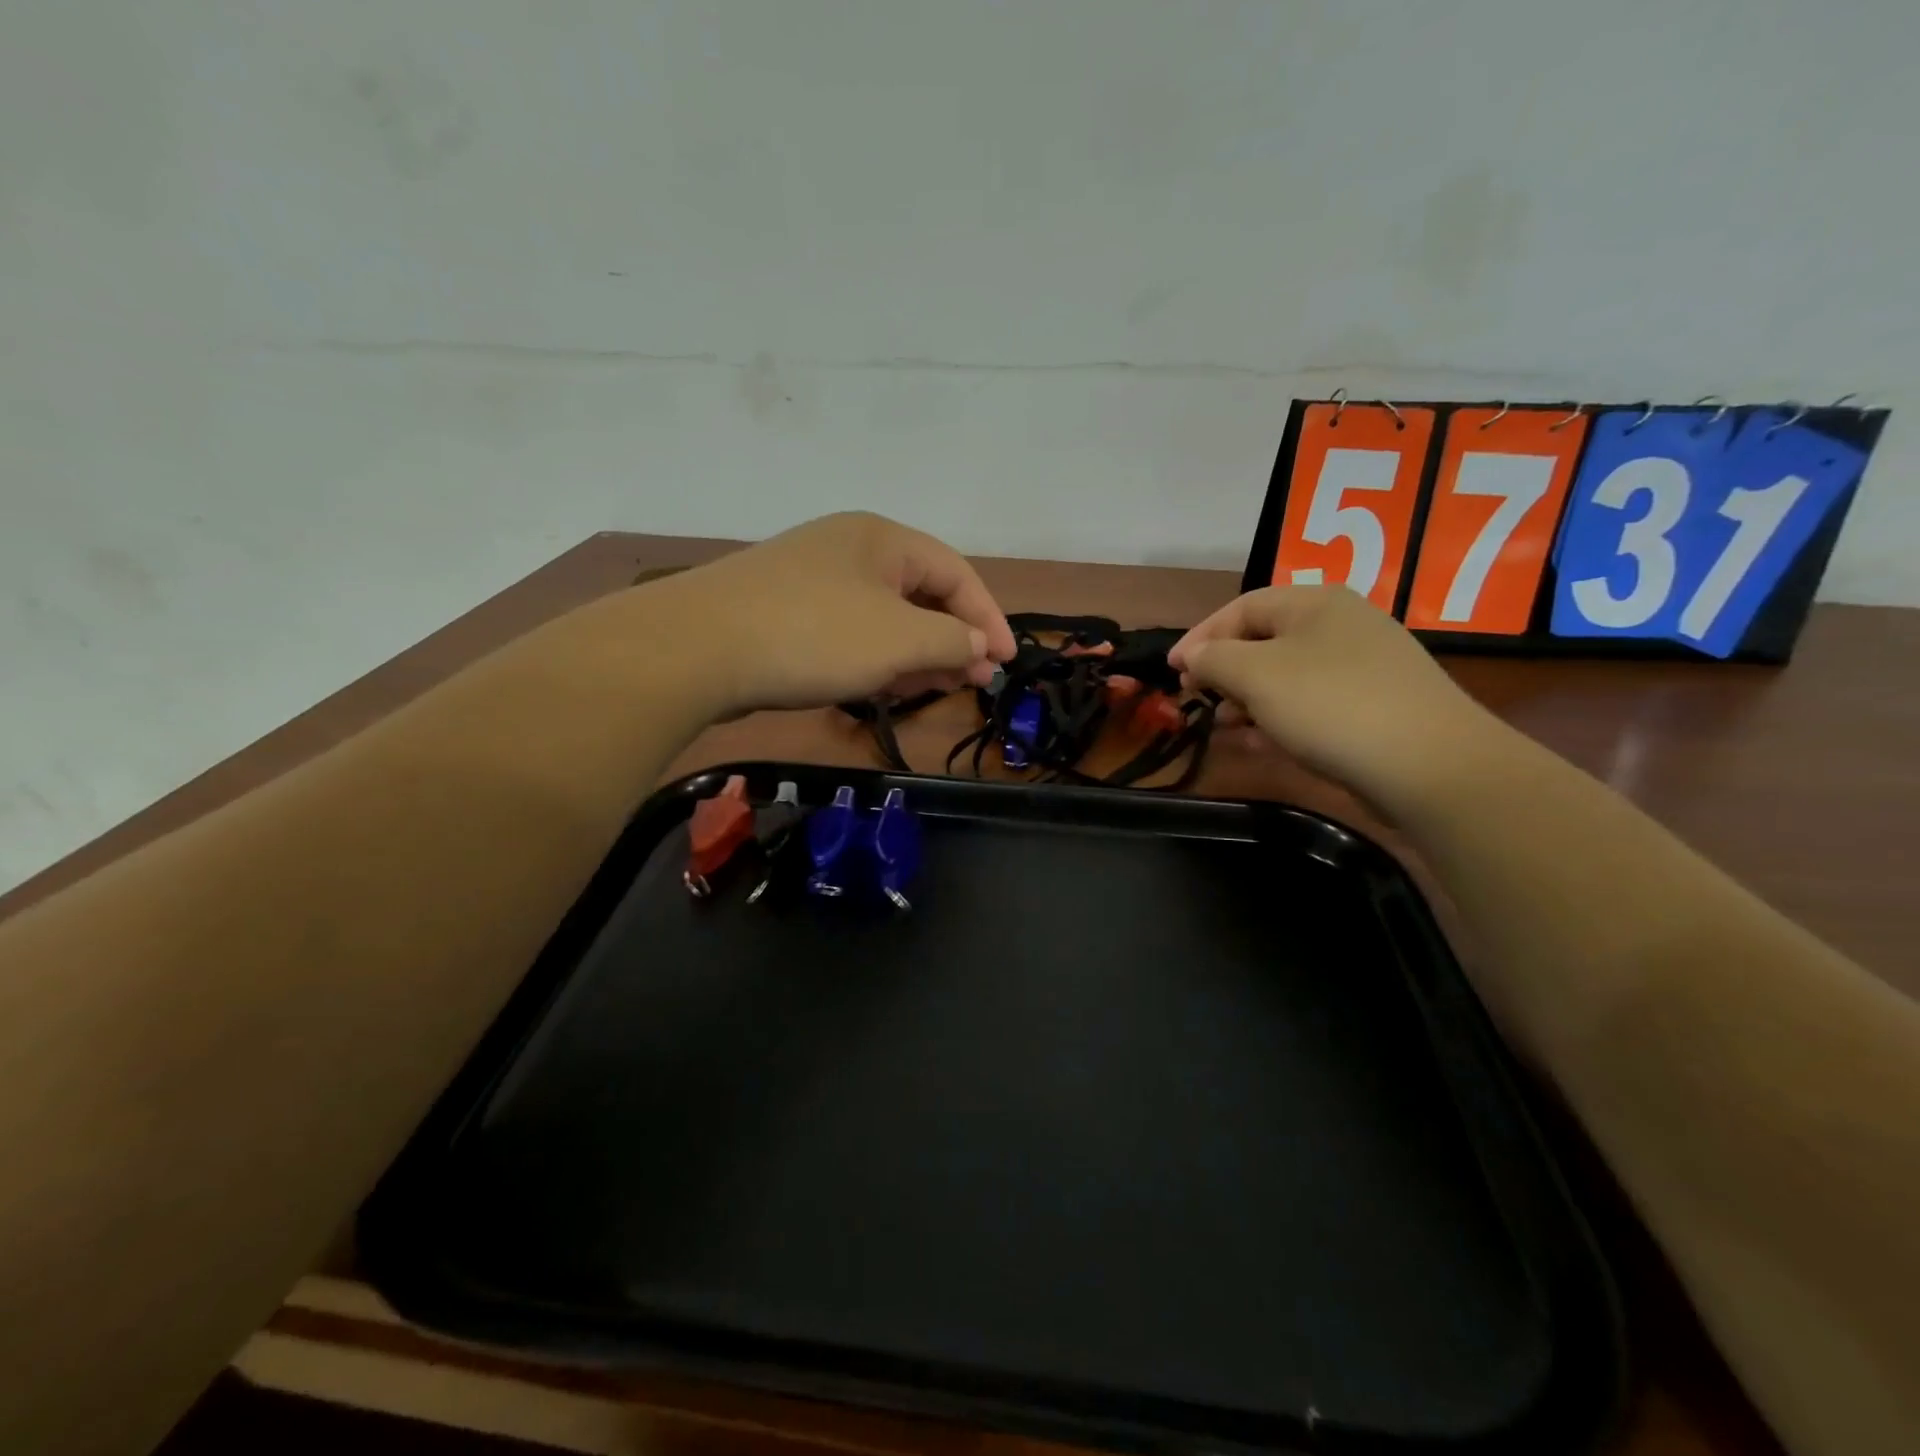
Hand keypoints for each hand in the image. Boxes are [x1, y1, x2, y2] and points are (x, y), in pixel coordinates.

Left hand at [655, 512, 1016, 715]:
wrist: (695, 649)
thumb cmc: (813, 635)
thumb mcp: (898, 639)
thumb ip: (951, 640)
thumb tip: (978, 646)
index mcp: (883, 538)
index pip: (957, 572)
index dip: (988, 618)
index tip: (1006, 664)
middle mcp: (849, 548)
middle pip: (921, 593)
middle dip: (953, 639)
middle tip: (974, 682)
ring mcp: (813, 579)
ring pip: (884, 616)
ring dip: (916, 652)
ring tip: (933, 688)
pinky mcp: (785, 612)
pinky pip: (849, 631)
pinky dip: (876, 657)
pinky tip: (882, 686)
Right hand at [1169, 585, 1496, 805]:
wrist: (1431, 766)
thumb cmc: (1331, 706)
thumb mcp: (1256, 676)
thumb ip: (1214, 659)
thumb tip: (1193, 655)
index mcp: (1314, 603)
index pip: (1241, 608)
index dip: (1200, 637)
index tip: (1172, 672)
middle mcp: (1341, 626)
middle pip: (1263, 642)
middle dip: (1224, 673)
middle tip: (1198, 701)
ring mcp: (1362, 668)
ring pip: (1285, 678)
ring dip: (1247, 702)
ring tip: (1223, 729)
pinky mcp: (1374, 707)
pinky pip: (1311, 705)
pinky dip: (1278, 720)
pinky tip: (1258, 745)